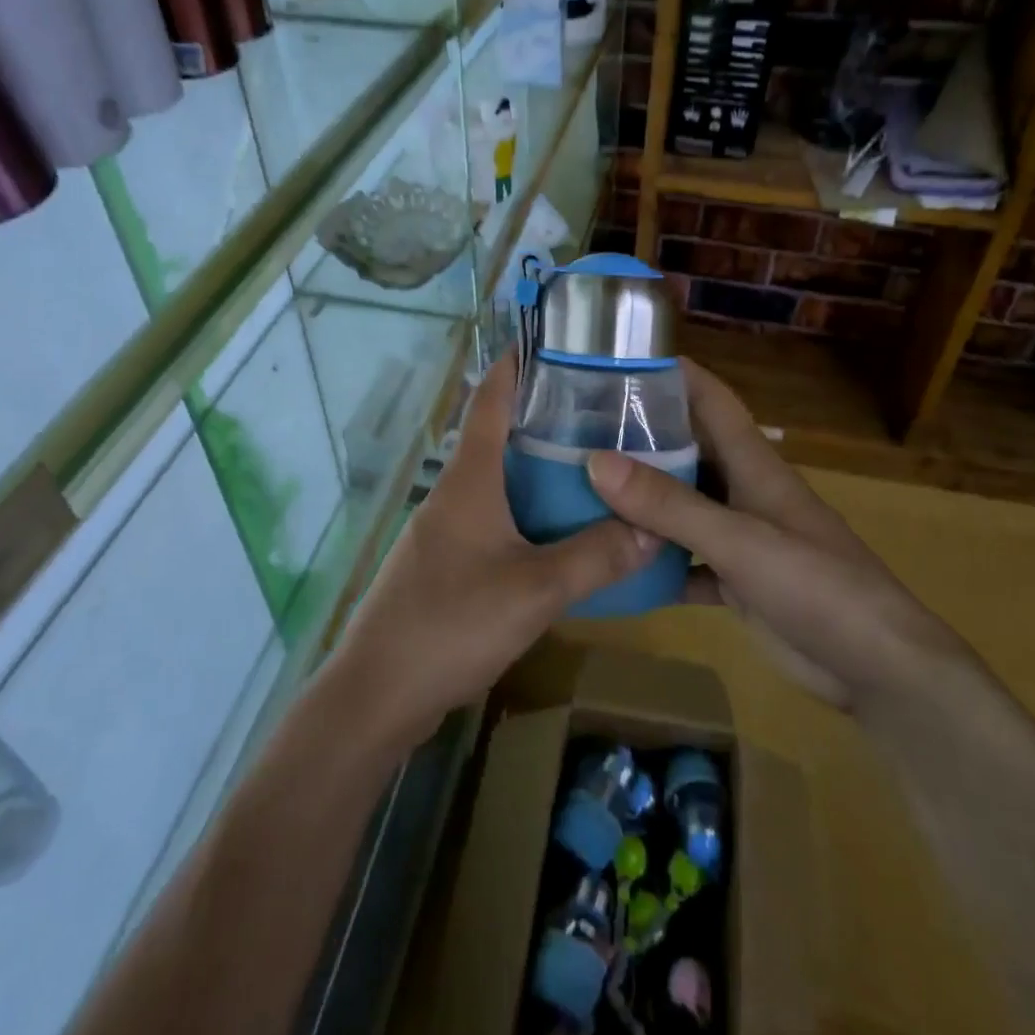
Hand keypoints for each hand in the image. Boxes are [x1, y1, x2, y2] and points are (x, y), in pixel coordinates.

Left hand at [329, 349, 657, 749]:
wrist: (378, 692)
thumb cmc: (452, 622)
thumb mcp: (535, 590)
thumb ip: (596, 557)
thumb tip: (655, 528)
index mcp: (469, 479)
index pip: (490, 400)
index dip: (516, 365)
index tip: (552, 343)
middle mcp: (453, 493)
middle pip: (498, 438)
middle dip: (543, 420)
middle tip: (600, 413)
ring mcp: (444, 530)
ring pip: (498, 483)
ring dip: (537, 470)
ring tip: (592, 468)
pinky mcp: (445, 563)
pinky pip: (493, 520)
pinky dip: (526, 512)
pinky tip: (558, 533)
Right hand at [584, 358, 958, 709]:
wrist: (878, 668)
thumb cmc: (817, 585)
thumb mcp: (738, 540)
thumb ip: (669, 504)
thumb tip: (596, 461)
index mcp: (753, 465)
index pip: (712, 400)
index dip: (674, 375)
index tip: (620, 361)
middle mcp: (744, 492)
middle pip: (689, 450)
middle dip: (641, 437)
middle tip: (579, 432)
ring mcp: (742, 539)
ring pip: (682, 506)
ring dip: (642, 500)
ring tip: (583, 490)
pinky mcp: (738, 582)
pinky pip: (686, 561)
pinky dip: (655, 561)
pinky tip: (615, 565)